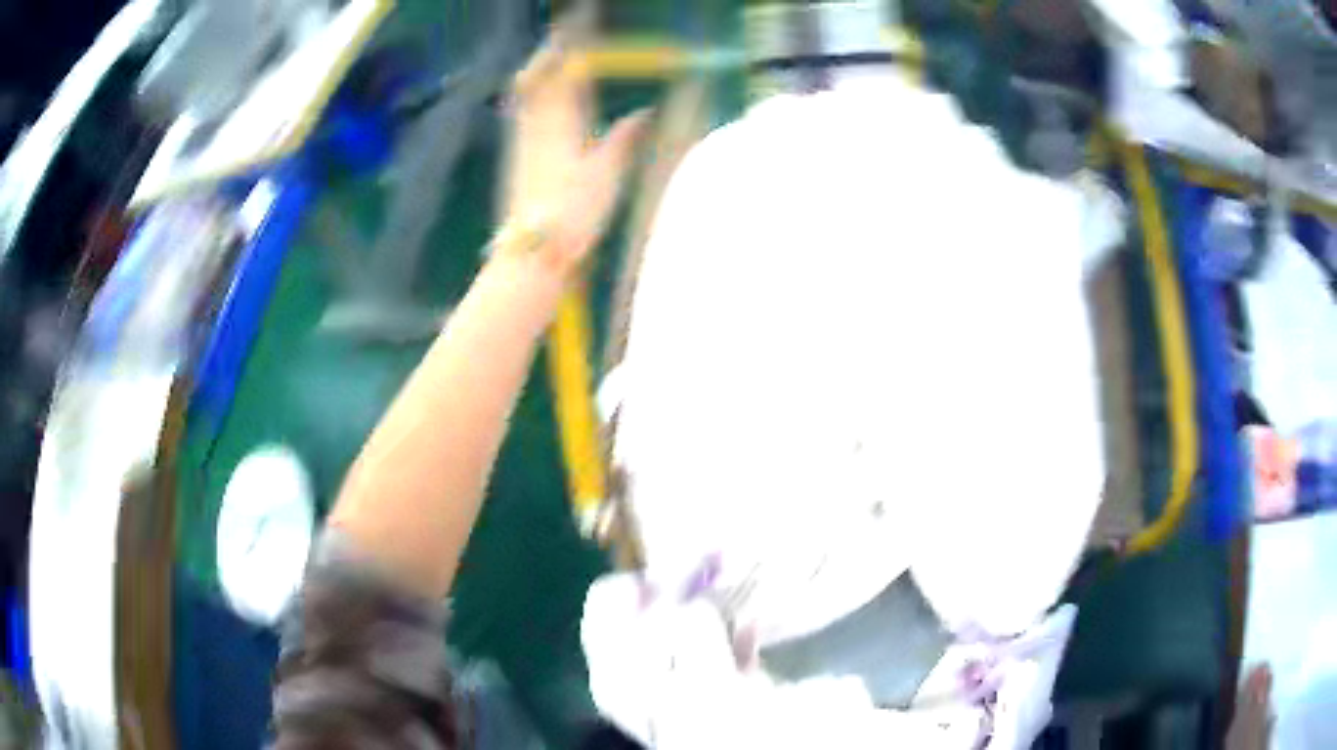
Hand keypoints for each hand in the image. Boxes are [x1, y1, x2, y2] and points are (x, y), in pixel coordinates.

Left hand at [501, 26, 649, 277]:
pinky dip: (531, 97)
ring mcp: (521, 142)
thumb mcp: (609, 173)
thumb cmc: (575, 210)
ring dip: (538, 73)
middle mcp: (536, 125)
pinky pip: (521, 115)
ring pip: (525, 96)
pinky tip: (539, 100)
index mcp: (561, 121)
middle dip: (549, 54)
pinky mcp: (516, 159)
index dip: (570, 46)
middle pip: (536, 78)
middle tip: (563, 38)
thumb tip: (644, 112)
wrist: (535, 250)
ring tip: (552, 60)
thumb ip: (625, 137)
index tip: (579, 24)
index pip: (564, 72)